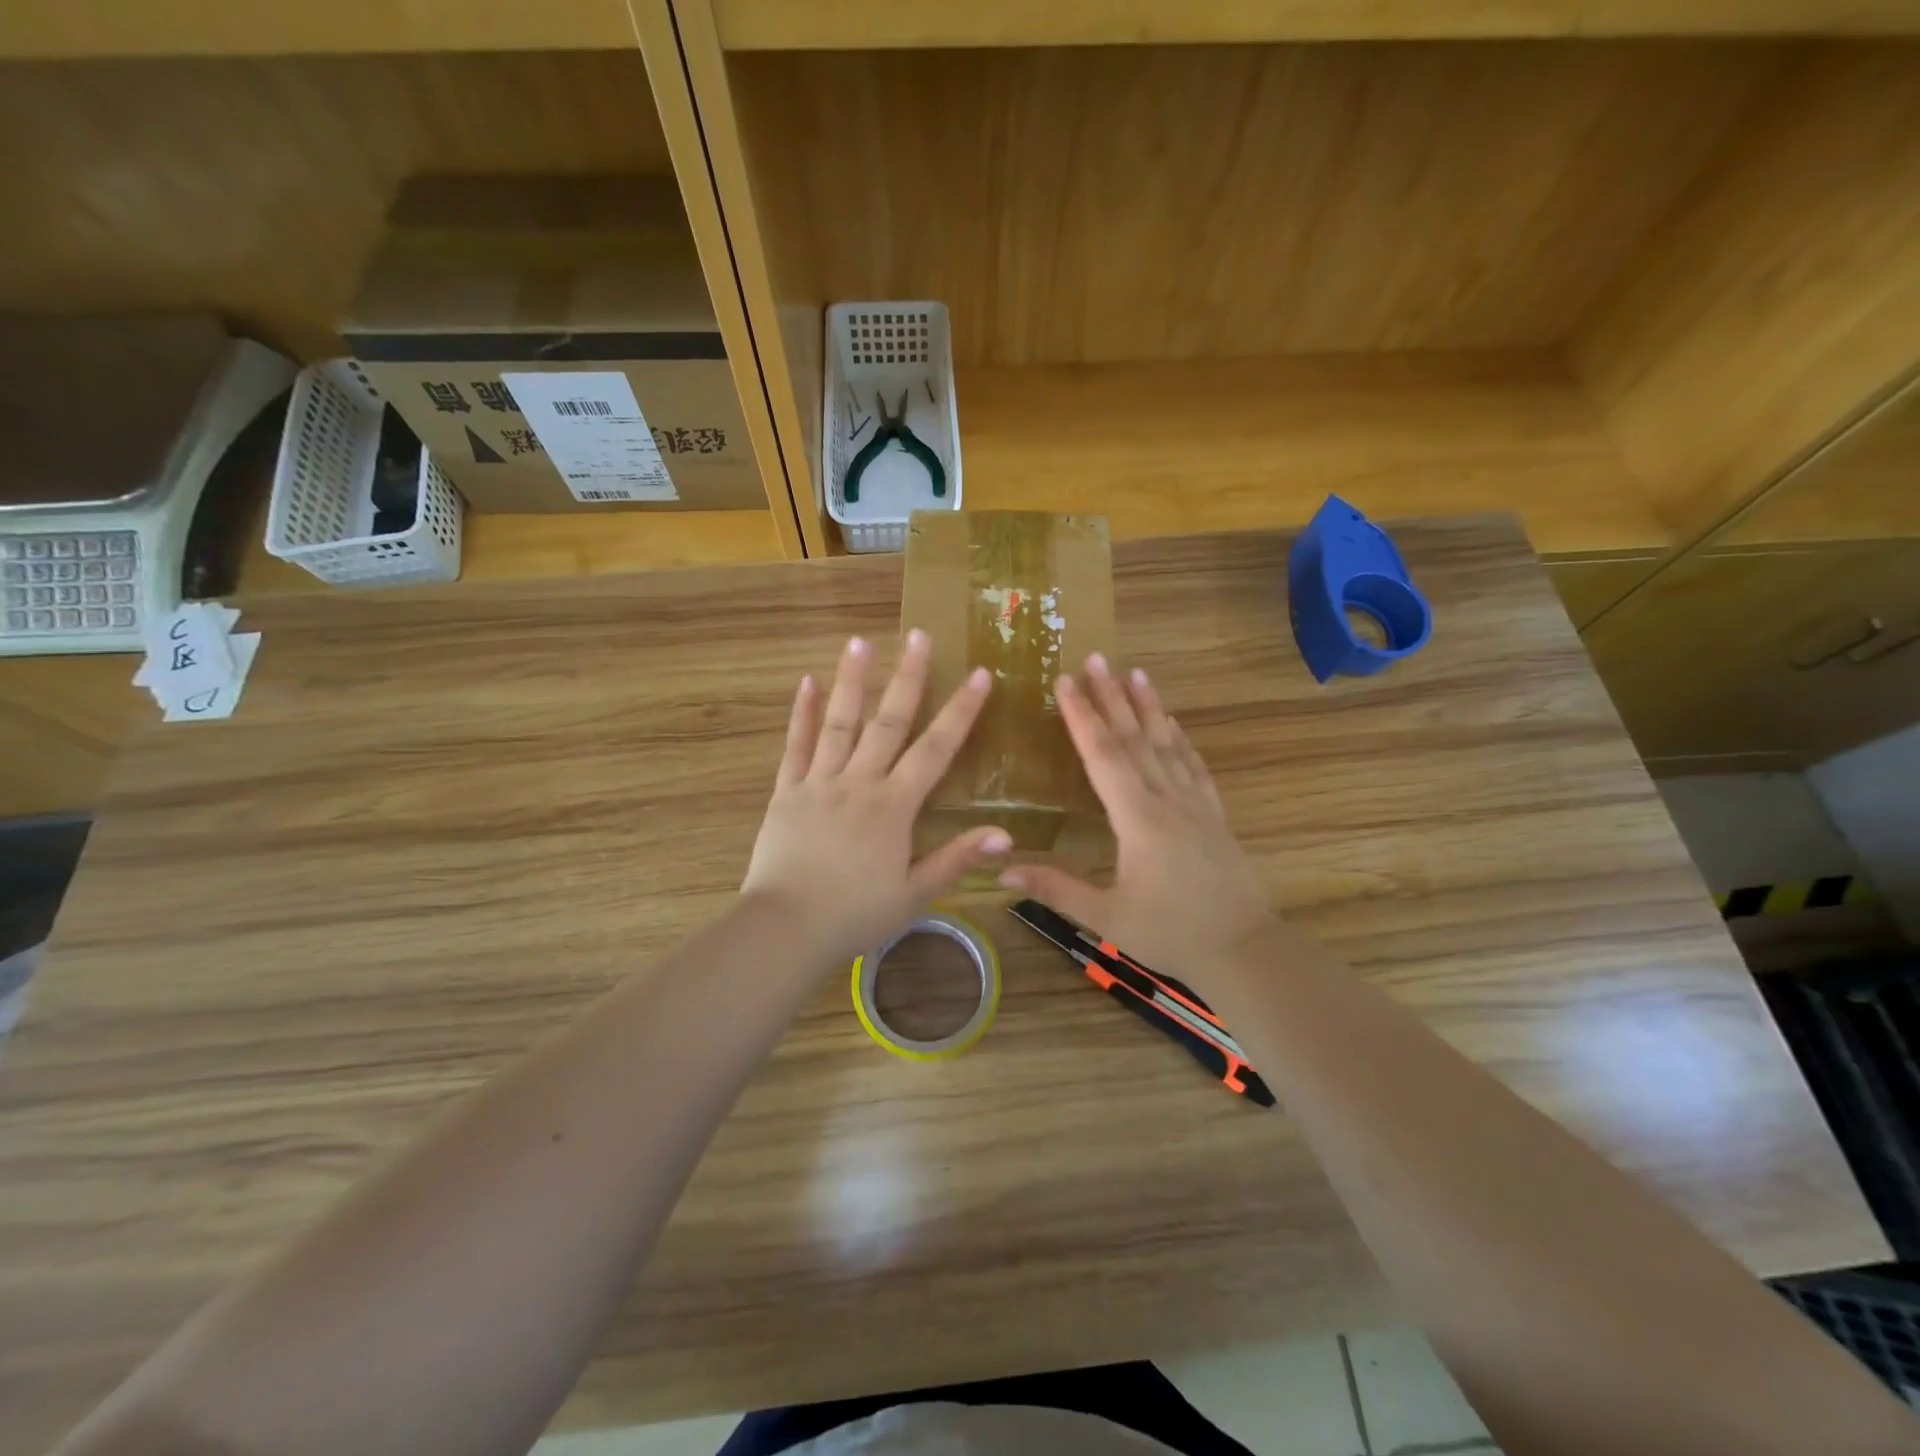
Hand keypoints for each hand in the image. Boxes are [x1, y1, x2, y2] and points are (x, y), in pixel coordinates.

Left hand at [742, 631, 1011, 968]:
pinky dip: (802, 714)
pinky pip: (796, 746)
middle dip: (908, 676)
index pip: (935, 749)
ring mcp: (819, 782)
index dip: (960, 711)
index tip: (979, 674)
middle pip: (888, 721)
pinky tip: (808, 683)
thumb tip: (1006, 834)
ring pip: (839, 723)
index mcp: (894, 806)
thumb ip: (957, 859)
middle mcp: (859, 782)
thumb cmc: (855, 915)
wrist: (786, 928)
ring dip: (852, 680)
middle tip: (919, 634)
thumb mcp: (915, 894)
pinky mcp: (786, 792)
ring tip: (861, 641)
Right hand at [1000, 653, 1274, 987]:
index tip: (1064, 682)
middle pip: (1135, 738)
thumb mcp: (1106, 916)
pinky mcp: (1214, 814)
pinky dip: (1181, 738)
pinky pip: (1194, 765)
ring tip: (1134, 672)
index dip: (1082, 716)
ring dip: (1148, 706)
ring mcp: (1195, 803)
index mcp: (1137, 819)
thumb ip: (1056, 888)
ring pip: (1167, 743)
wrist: (1245, 949)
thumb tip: (1001, 870)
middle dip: (1111, 696)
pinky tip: (1174, 722)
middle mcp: (1166, 799)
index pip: (1104, 755)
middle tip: (1095, 658)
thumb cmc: (1170, 934)